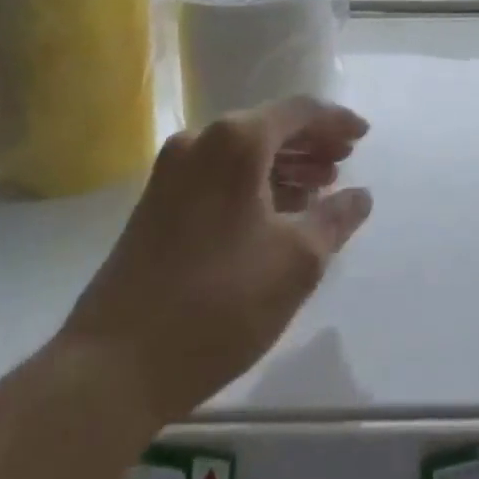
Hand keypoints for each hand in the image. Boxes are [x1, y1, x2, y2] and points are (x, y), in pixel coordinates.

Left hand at [48, 97, 371, 445]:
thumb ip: (335, 219)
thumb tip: (360, 196)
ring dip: (284, 165)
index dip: (337, 121)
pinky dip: (254, 184)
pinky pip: (219, 175)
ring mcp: (171, 172)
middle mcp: (200, 141)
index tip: (365, 135)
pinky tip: (276, 212)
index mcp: (235, 141)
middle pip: (268, 127)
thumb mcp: (297, 262)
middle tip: (345, 163)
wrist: (113, 366)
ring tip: (319, 189)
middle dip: (311, 143)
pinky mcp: (156, 203)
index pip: (298, 111)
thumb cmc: (219, 303)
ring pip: (242, 153)